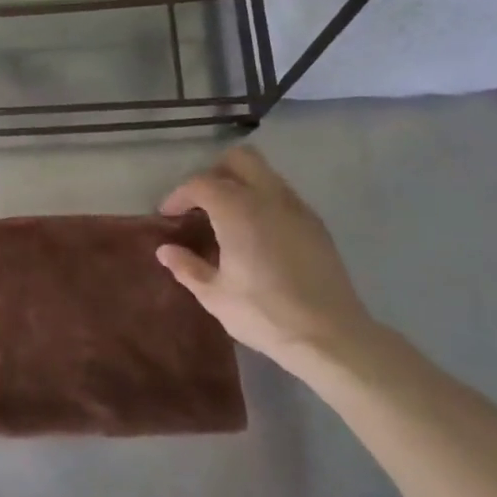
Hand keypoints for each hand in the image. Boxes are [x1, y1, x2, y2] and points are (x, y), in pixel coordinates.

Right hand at [156, 147, 375, 370]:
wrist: (331, 336)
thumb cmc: (264, 314)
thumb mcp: (215, 295)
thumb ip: (186, 266)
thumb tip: (165, 250)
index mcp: (238, 210)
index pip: (200, 183)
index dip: (179, 195)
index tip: (168, 215)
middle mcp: (268, 197)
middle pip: (239, 159)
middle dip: (215, 173)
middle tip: (201, 204)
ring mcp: (297, 208)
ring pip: (265, 173)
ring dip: (241, 184)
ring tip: (228, 218)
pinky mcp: (316, 224)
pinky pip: (283, 195)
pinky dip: (264, 201)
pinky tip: (257, 234)